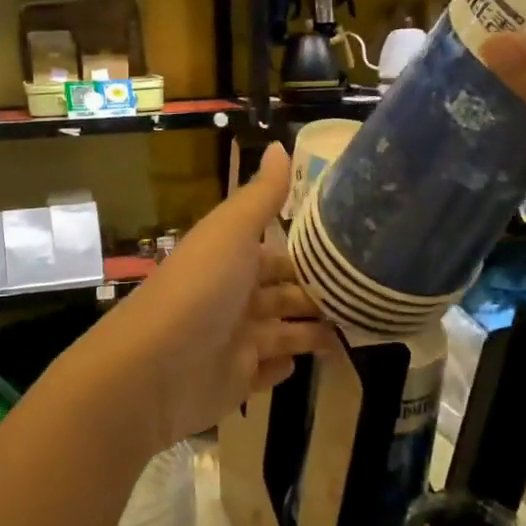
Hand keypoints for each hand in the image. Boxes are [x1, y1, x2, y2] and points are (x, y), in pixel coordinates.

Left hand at [80, 144, 334, 455]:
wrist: (154, 368)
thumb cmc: (200, 289)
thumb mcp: (232, 231)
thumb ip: (262, 195)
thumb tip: (280, 144)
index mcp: (233, 259)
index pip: (279, 253)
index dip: (312, 253)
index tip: (357, 252)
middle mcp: (235, 297)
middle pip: (285, 293)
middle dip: (320, 294)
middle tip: (371, 296)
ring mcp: (236, 341)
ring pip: (285, 331)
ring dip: (314, 329)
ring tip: (362, 328)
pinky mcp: (237, 381)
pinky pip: (269, 372)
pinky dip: (286, 366)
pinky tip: (312, 363)